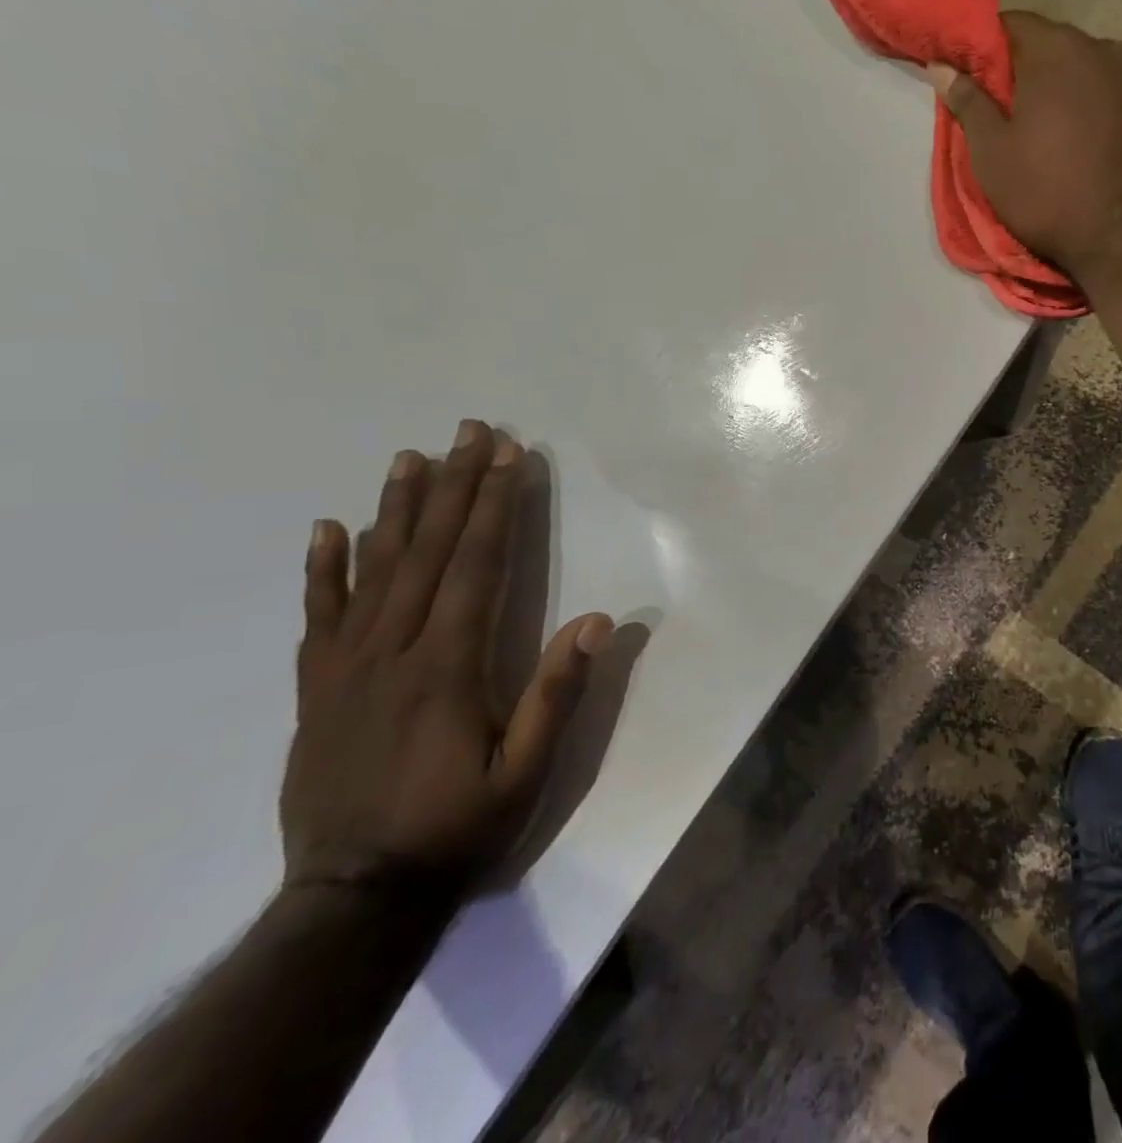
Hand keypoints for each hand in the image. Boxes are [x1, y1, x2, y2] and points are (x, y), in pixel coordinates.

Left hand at [281, 420, 612, 895]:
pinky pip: (318, 618)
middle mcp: (393, 652)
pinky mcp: (316, 690)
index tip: (509, 457)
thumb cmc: (458, 828)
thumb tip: (596, 620)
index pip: (476, 565)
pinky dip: (323, 570)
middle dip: (455, 486)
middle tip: (470, 431)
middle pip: (429, 552)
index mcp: (447, 665)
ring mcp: (346, 668)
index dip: (496, 506)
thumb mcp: (527, 771)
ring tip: (410, 457)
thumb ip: (558, 693)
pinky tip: (328, 529)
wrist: (355, 900)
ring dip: (398, 509)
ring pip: (374, 571)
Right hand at [932, 11, 1121, 284]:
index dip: (994, 50)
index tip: (986, 82)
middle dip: (1041, 73)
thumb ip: (969, 104)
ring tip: (1077, 137)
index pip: (1014, 25)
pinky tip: (1118, 148)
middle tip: (1027, 117)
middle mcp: (1108, 50)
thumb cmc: (1051, 198)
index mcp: (1056, 53)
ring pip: (1105, 72)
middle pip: (1063, 48)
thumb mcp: (993, 158)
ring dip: (1086, 92)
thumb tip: (942, 66)